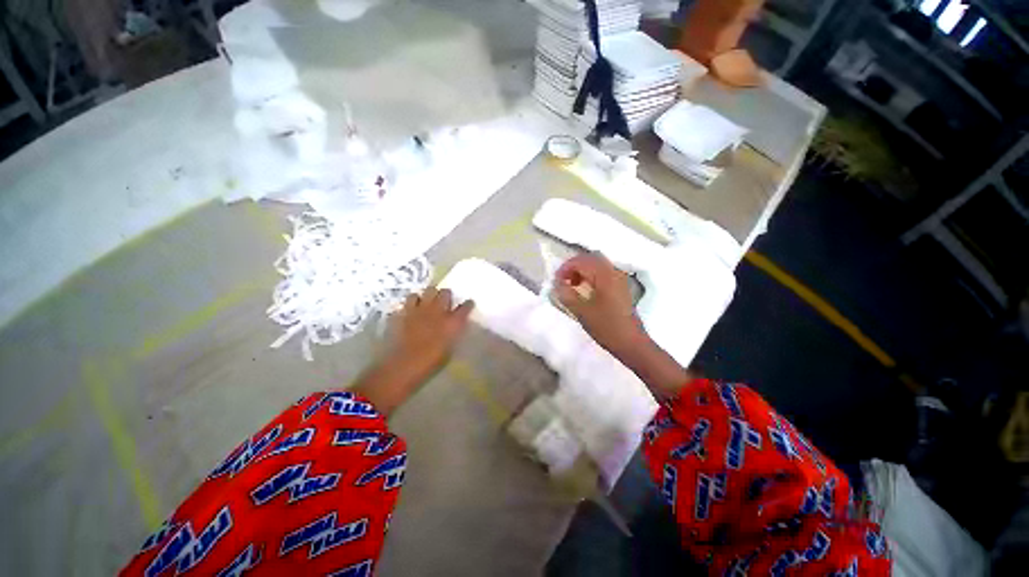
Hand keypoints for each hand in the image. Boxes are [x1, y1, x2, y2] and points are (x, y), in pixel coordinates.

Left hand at [353, 288, 473, 415]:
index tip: (468, 305)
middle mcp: (437, 311)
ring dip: (428, 297)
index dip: (467, 305)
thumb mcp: (449, 351)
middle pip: (445, 292)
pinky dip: (412, 304)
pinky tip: (411, 311)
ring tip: (426, 304)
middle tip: (444, 303)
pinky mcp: (403, 312)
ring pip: (426, 291)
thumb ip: (452, 335)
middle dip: (446, 296)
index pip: (465, 307)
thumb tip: (453, 328)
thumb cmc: (429, 364)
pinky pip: (409, 301)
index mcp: (452, 323)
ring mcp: (419, 310)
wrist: (401, 367)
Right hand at [552, 252, 646, 355]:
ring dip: (582, 271)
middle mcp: (613, 272)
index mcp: (604, 275)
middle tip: (562, 280)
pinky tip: (585, 290)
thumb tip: (556, 283)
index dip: (565, 268)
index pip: (581, 261)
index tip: (555, 281)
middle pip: (590, 259)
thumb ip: (567, 294)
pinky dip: (591, 276)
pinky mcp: (621, 287)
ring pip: (597, 265)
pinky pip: (603, 273)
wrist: (632, 344)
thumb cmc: (606, 327)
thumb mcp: (582, 312)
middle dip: (573, 266)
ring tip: (572, 285)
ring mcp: (619, 279)